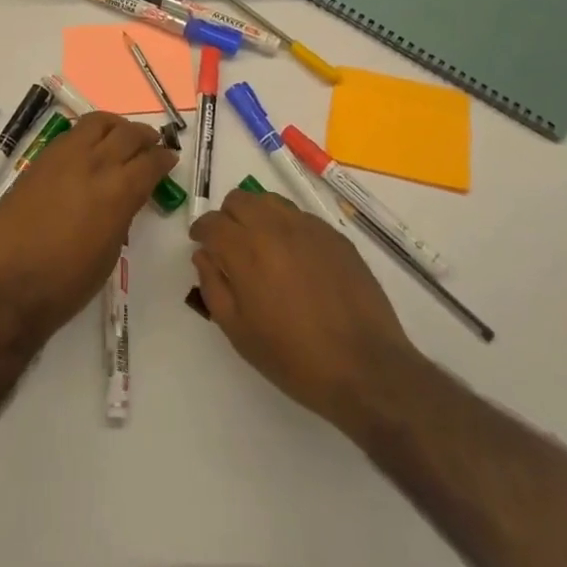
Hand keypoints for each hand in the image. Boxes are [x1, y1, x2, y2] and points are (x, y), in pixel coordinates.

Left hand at [0, 112, 176, 340]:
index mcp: (119, 190)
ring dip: (115, 126)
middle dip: (144, 136)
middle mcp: (95, 164)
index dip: (164, 158)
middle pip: (128, 133)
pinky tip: (87, 148)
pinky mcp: (39, 160)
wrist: (10, 286)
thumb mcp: (110, 251)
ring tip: (119, 135)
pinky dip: (86, 135)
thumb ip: (122, 213)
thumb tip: (125, 196)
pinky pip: (70, 135)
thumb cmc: (68, 282)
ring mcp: (63, 157)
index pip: (151, 161)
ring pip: (97, 123)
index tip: (169, 159)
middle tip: (150, 143)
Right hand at [190, 188, 422, 433]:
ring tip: (261, 247)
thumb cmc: (294, 358)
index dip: (201, 231)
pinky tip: (294, 259)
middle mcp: (275, 227)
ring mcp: (308, 227)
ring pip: (270, 201)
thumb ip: (214, 286)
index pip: (212, 222)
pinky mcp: (334, 235)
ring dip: (257, 215)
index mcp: (246, 250)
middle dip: (227, 218)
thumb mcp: (239, 332)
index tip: (201, 244)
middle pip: (239, 200)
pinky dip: (286, 227)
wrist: (364, 366)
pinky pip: (299, 216)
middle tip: (230, 246)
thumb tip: (204, 255)